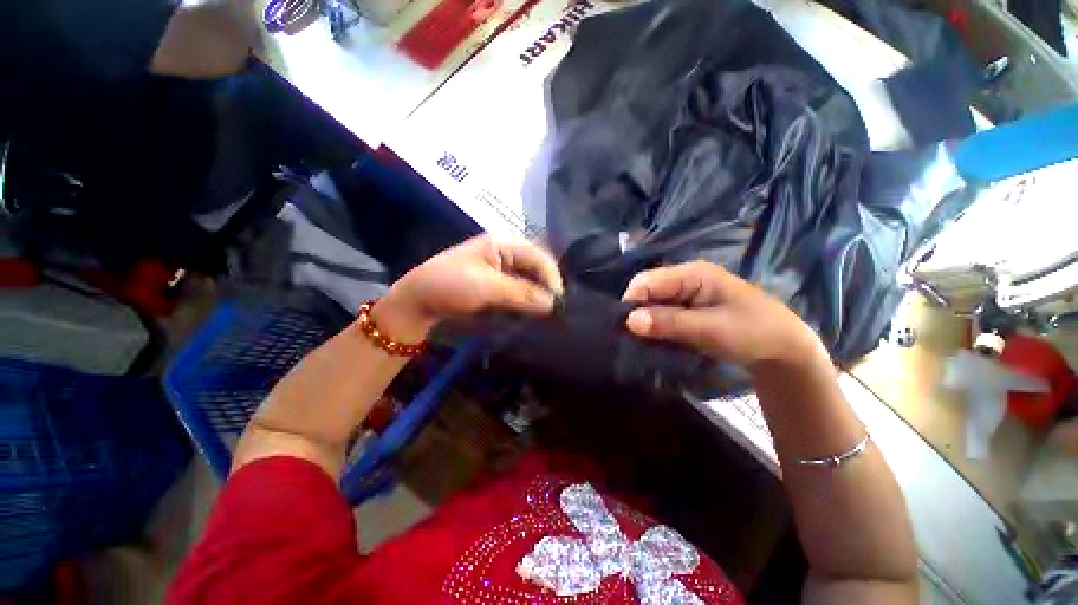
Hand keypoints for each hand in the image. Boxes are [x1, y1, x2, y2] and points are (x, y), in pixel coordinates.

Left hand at [374, 236, 563, 340]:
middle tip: (554, 310)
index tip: (557, 302)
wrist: (419, 300)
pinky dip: (528, 301)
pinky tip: (532, 312)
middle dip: (547, 287)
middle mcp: (507, 253)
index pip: (539, 257)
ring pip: (531, 280)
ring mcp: (503, 269)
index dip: (551, 278)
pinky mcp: (498, 284)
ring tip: (546, 313)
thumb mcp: (486, 287)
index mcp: (503, 244)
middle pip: (537, 268)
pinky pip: (521, 290)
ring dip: (539, 296)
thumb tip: (552, 303)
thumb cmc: (449, 285)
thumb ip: (521, 293)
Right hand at [622, 260, 827, 373]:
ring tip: (642, 344)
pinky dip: (657, 329)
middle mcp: (685, 280)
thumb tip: (629, 321)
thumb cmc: (754, 333)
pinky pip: (663, 317)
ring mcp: (687, 296)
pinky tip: (656, 343)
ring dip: (646, 324)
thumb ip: (670, 323)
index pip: (647, 281)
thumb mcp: (712, 329)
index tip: (627, 329)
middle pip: (647, 292)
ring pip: (653, 306)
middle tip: (633, 340)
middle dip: (637, 314)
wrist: (785, 351)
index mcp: (692, 274)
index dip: (632, 302)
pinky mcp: (688, 311)